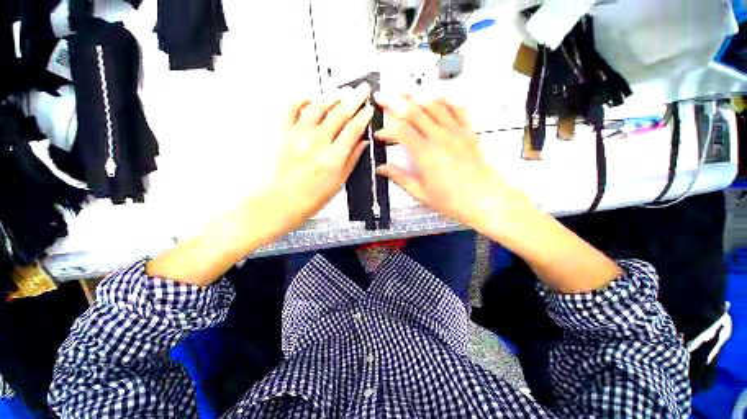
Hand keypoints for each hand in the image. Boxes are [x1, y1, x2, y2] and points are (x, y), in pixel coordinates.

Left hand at [269, 83, 373, 229]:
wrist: (281, 201)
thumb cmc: (310, 197)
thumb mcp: (339, 182)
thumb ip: (352, 159)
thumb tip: (362, 144)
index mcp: (333, 158)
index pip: (353, 130)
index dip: (363, 117)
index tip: (369, 109)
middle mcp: (316, 143)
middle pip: (339, 114)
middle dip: (353, 99)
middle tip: (361, 90)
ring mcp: (298, 135)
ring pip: (318, 107)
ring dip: (332, 97)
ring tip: (341, 92)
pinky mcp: (284, 133)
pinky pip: (292, 108)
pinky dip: (303, 99)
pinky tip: (311, 98)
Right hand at [373, 92, 531, 229]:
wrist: (484, 200)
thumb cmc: (453, 200)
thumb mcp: (420, 192)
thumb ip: (399, 177)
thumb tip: (383, 169)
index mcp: (426, 154)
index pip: (401, 131)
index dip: (386, 129)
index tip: (380, 134)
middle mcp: (440, 138)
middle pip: (414, 111)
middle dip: (394, 101)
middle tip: (382, 95)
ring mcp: (456, 132)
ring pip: (433, 105)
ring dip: (416, 95)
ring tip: (404, 90)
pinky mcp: (468, 132)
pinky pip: (457, 108)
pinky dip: (445, 100)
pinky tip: (436, 98)